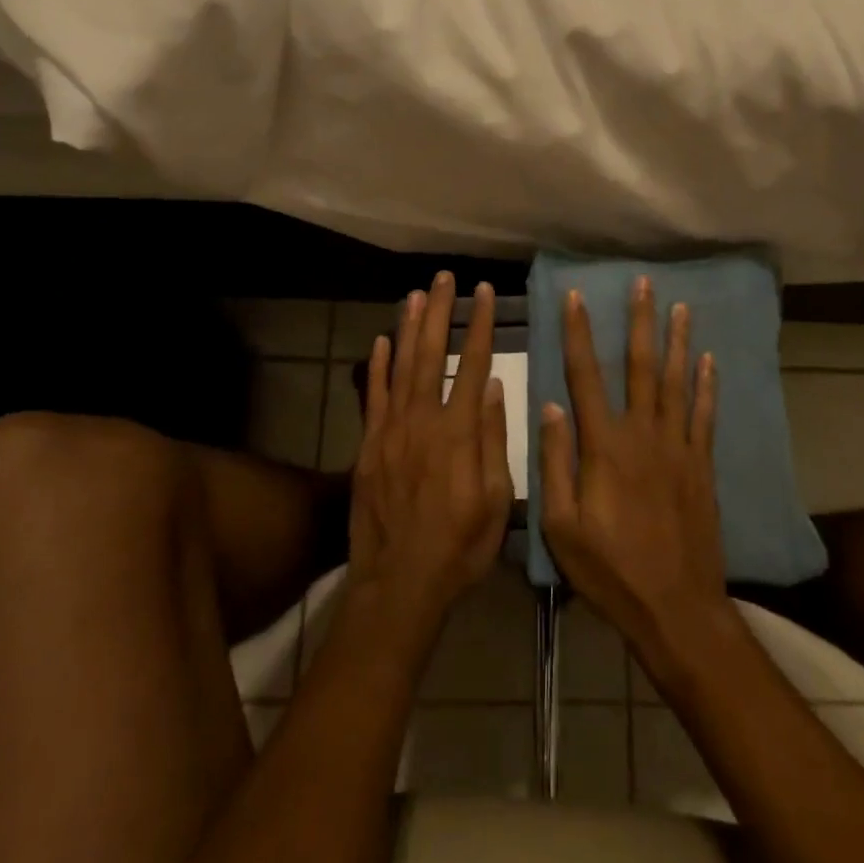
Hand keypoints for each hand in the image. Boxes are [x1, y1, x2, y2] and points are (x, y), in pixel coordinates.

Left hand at [347, 272, 512, 635]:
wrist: (399, 585)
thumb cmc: (459, 547)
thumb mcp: (495, 500)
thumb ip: (494, 439)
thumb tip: (495, 386)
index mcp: (458, 433)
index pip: (474, 364)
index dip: (480, 325)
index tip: (484, 293)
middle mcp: (422, 421)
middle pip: (432, 354)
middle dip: (440, 312)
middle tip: (444, 278)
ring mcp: (390, 431)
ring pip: (400, 367)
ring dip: (409, 327)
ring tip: (416, 294)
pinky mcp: (368, 446)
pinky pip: (373, 397)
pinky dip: (377, 366)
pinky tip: (381, 341)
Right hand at [539, 277, 726, 652]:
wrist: (676, 607)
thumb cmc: (610, 570)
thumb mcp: (562, 526)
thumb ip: (556, 463)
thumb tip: (550, 406)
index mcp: (604, 446)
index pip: (586, 376)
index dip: (579, 334)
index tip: (576, 298)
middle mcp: (643, 434)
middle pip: (641, 366)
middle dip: (640, 322)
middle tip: (643, 283)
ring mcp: (678, 448)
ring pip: (677, 382)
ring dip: (678, 342)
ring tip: (680, 307)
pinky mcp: (701, 465)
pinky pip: (704, 415)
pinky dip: (707, 385)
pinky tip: (709, 360)